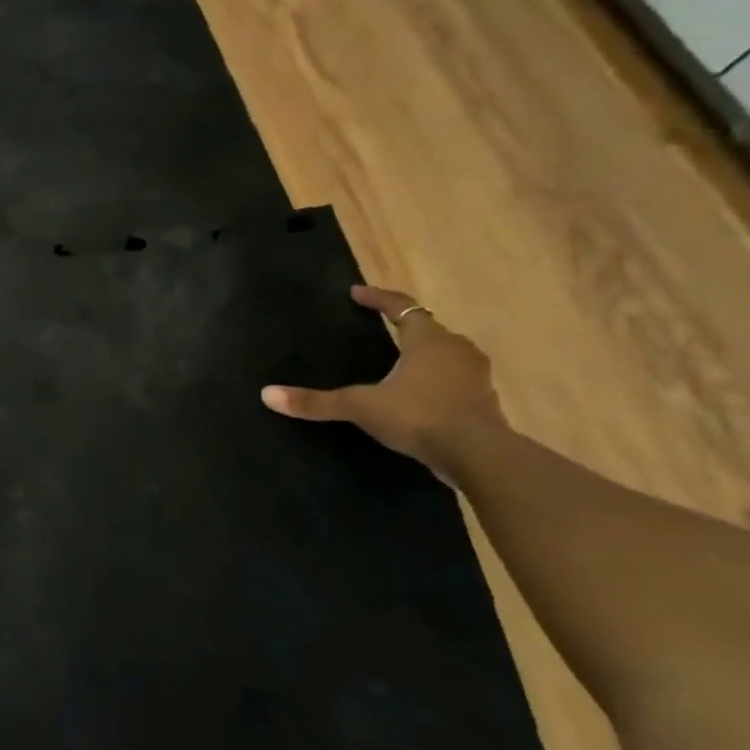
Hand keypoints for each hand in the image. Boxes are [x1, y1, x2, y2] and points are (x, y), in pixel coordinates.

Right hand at [261, 285, 507, 479]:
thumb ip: (316, 402)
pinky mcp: (483, 401)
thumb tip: (267, 395)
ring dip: (424, 352)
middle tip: (379, 326)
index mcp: (428, 341)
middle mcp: (456, 350)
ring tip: (399, 360)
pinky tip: (419, 393)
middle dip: (404, 325)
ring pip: (446, 353)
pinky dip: (436, 378)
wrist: (480, 456)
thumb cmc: (419, 417)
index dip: (378, 299)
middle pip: (428, 328)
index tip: (356, 293)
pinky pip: (455, 378)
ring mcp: (475, 376)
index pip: (402, 308)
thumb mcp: (360, 407)